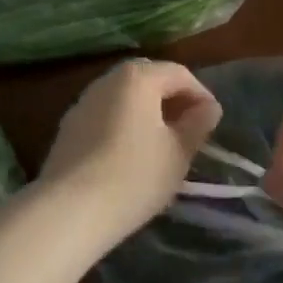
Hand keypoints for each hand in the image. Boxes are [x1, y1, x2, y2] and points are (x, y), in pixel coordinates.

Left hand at [41, 60, 221, 244]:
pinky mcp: (69, 126)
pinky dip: (124, 124)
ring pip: (124, 97)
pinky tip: (130, 154)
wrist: (70, 209)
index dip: (201, 95)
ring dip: (147, 112)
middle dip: (172, 99)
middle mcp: (108, 80)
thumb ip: (197, 124)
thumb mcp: (178, 153)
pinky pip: (106, 115)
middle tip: (189, 129)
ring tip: (163, 143)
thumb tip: (208, 108)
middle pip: (149, 79)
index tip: (213, 122)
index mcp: (138, 77)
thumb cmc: (135, 176)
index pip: (179, 74)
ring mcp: (83, 101)